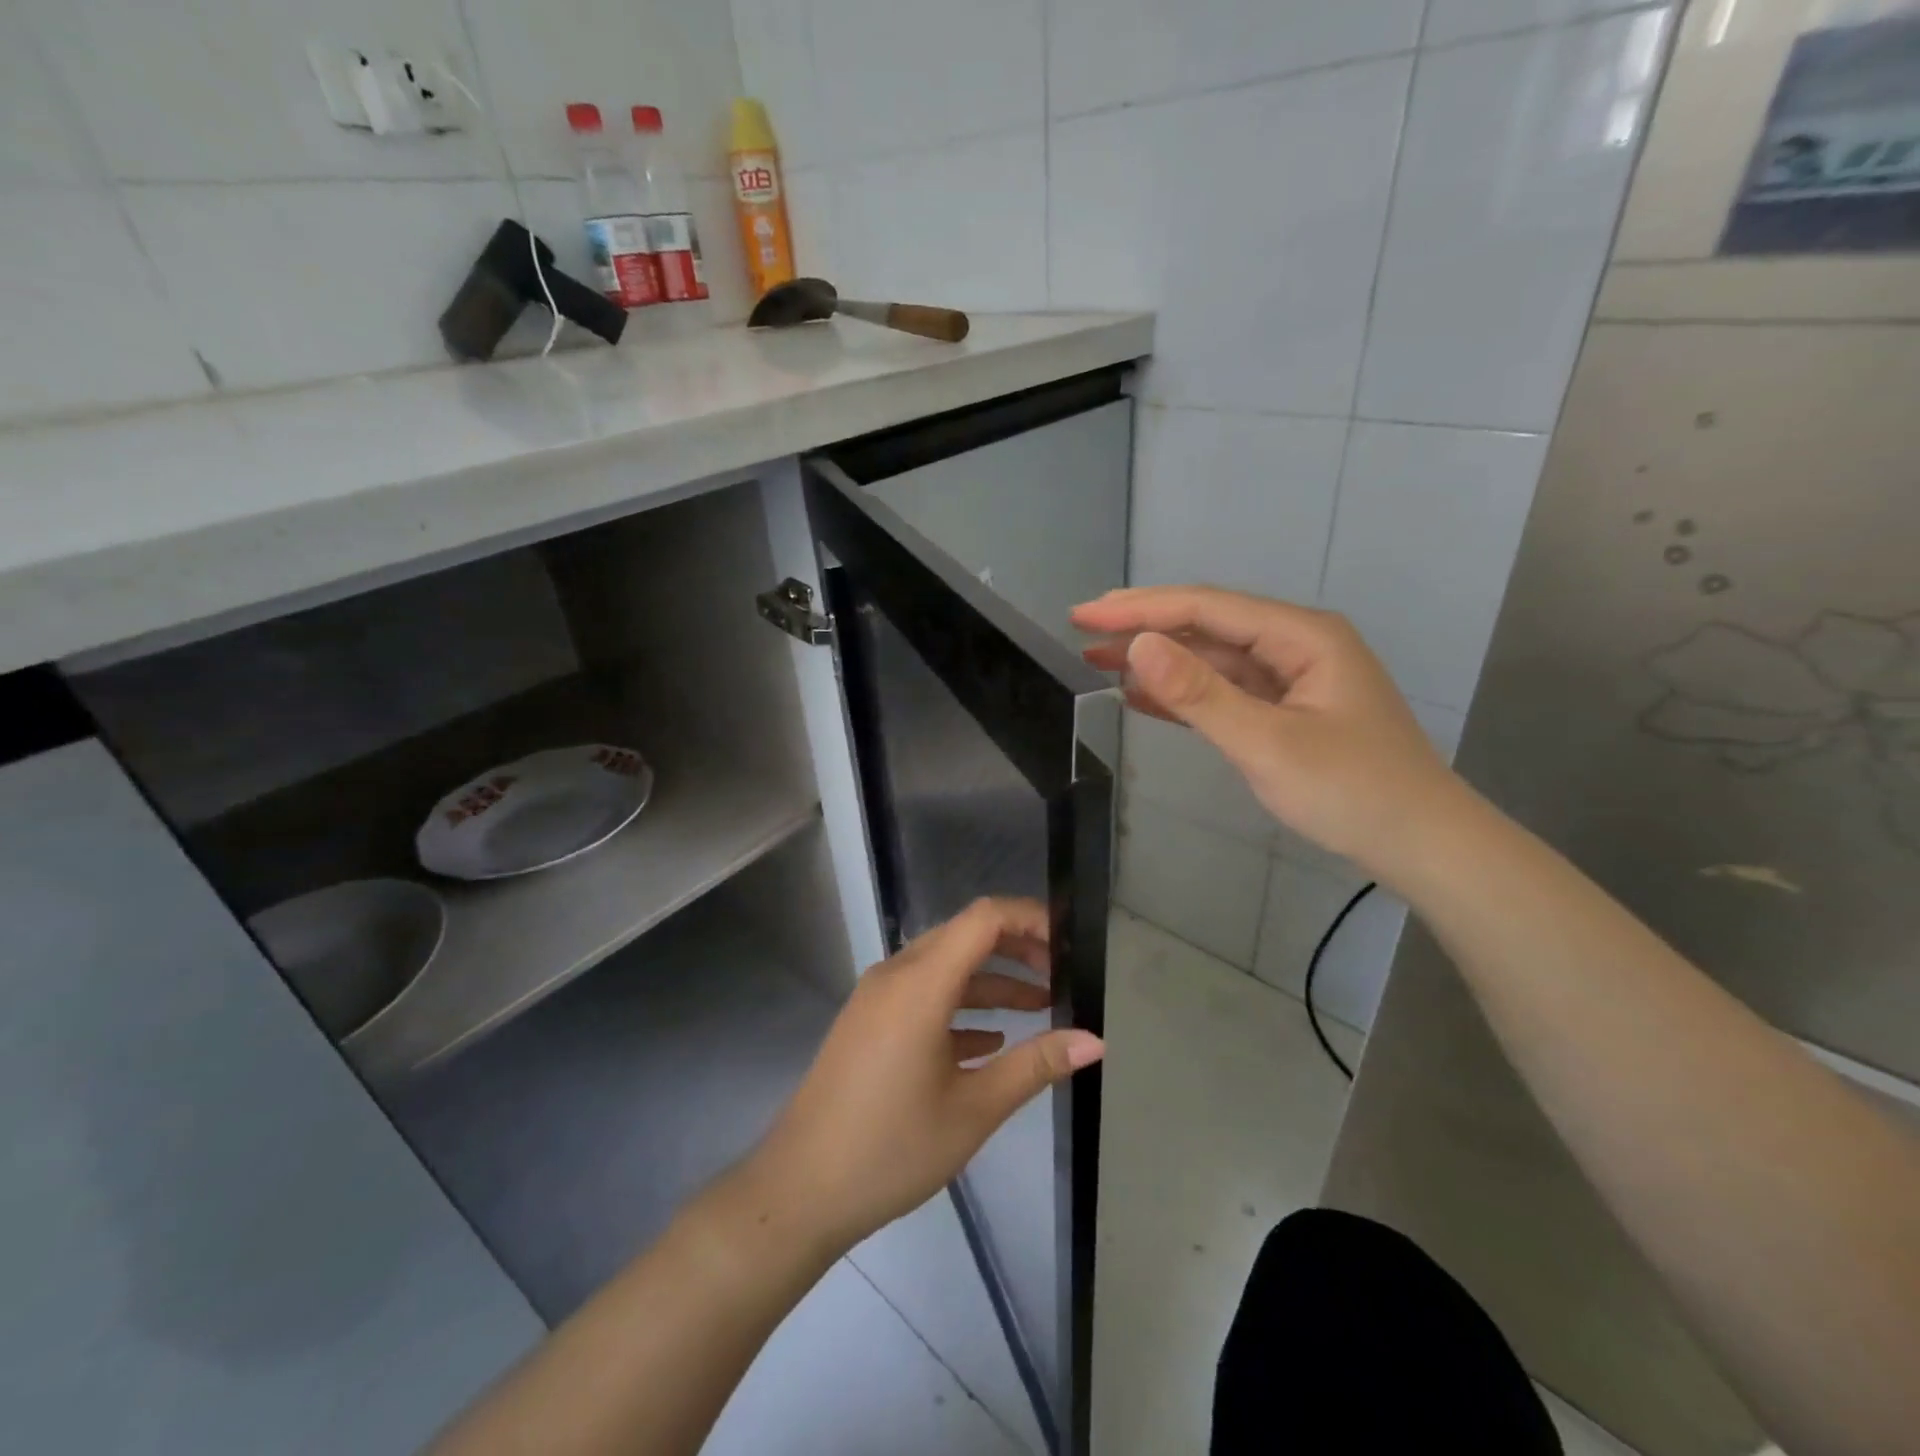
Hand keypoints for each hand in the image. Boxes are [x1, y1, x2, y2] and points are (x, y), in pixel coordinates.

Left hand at [749, 898, 1103, 1253]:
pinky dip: (960, 1006)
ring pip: (945, 967)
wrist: (800, 1189)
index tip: (1068, 944)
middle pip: (965, 936)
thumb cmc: (892, 1148)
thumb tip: (1095, 1041)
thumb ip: (1035, 1065)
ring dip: (991, 982)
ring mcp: (877, 998)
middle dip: (1016, 950)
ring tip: (1040, 1008)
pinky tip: (989, 1041)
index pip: (983, 918)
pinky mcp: (868, 1022)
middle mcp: (896, 975)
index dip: (1029, 918)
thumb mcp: (973, 1109)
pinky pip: (922, 995)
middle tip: (1061, 976)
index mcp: (920, 984)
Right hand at [1071, 586, 1463, 879]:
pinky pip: (1224, 690)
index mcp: (1301, 636)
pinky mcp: (1285, 710)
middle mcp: (1296, 644)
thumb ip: (1200, 694)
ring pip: (1212, 657)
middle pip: (1207, 624)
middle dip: (1144, 625)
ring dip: (1158, 659)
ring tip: (1099, 658)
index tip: (1084, 614)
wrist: (1421, 845)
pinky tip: (1142, 695)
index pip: (1206, 608)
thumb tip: (1138, 645)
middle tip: (1082, 627)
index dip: (1140, 608)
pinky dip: (1182, 693)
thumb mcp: (1268, 743)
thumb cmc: (1352, 792)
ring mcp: (1291, 678)